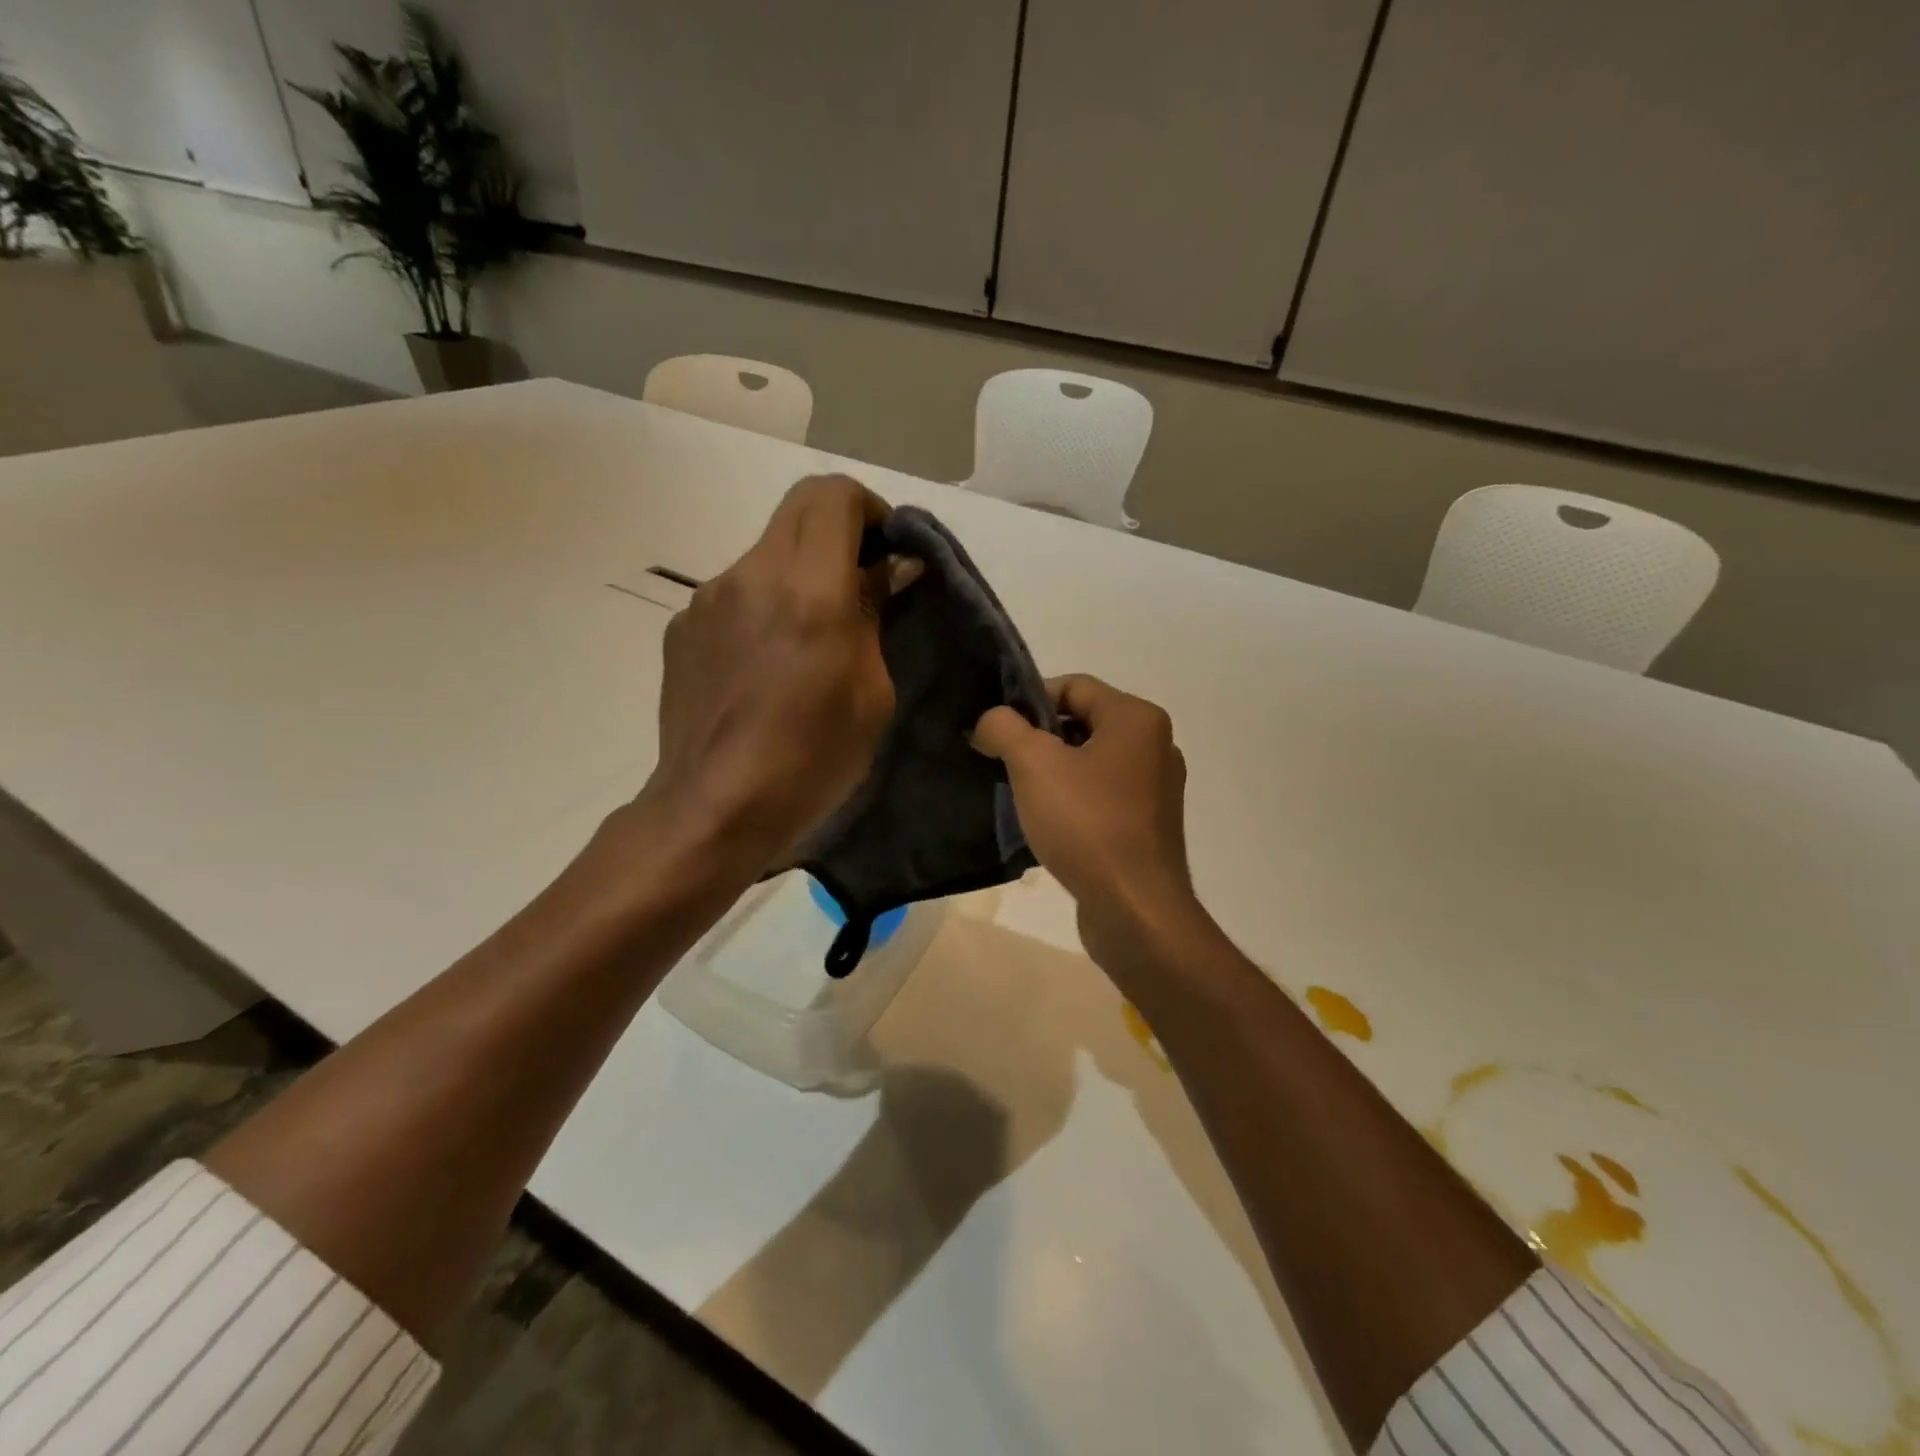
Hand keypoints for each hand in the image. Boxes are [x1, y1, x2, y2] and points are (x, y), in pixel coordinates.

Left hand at [644, 475, 914, 872]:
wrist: (715, 808)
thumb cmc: (812, 758)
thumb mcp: (872, 693)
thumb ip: (877, 616)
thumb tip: (891, 569)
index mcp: (808, 589)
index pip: (834, 495)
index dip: (869, 510)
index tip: (886, 553)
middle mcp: (750, 575)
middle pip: (798, 510)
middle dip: (838, 533)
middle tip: (860, 585)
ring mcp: (706, 599)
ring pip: (765, 554)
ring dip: (798, 576)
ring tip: (809, 640)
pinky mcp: (682, 628)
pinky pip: (734, 595)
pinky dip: (762, 608)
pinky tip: (766, 667)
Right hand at [973, 675, 1202, 968]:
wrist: (1135, 909)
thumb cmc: (1087, 825)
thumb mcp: (1033, 765)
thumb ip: (1004, 728)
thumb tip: (990, 720)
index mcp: (1137, 719)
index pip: (1074, 686)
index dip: (1028, 700)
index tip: (997, 730)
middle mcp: (1155, 745)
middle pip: (1083, 722)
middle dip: (1038, 739)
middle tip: (1003, 762)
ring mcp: (1156, 788)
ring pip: (1091, 762)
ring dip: (1053, 772)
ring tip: (1020, 795)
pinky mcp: (1150, 825)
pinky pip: (1103, 796)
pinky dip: (1073, 800)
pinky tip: (1047, 824)